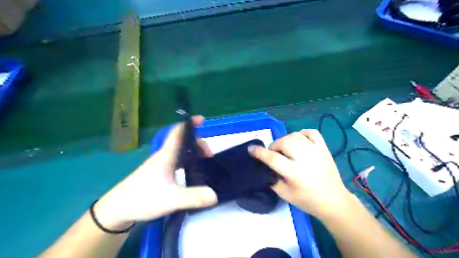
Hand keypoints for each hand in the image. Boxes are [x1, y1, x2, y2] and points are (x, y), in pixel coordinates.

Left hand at [94, 115, 217, 228]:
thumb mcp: (171, 199)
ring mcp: (160, 164)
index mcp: (166, 155)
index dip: (189, 123)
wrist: (117, 210)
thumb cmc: (142, 199)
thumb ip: (193, 197)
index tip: (201, 120)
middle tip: (208, 154)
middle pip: (182, 140)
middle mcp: (163, 156)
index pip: (177, 131)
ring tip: (203, 160)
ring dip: (193, 151)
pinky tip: (191, 170)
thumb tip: (215, 195)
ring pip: (179, 150)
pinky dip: (187, 160)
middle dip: (197, 142)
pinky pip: (176, 160)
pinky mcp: (158, 173)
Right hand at [250, 129, 351, 219]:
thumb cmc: (308, 201)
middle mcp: (306, 160)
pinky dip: (302, 133)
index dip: (260, 152)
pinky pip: (311, 132)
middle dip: (274, 146)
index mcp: (296, 174)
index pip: (273, 159)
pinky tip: (299, 141)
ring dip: (285, 140)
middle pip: (284, 142)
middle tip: (275, 154)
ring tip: (286, 149)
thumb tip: (264, 166)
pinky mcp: (324, 148)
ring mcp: (317, 151)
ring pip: (295, 135)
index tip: (251, 149)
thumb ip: (272, 180)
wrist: (334, 201)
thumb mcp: (285, 195)